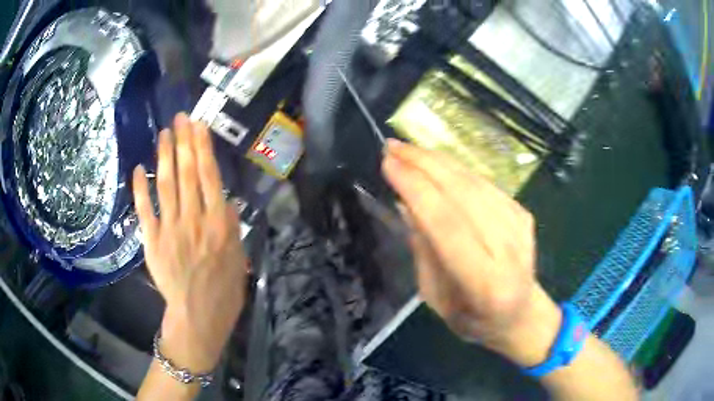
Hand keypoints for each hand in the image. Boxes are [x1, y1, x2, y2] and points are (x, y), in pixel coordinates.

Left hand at [132, 113, 247, 371]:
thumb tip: (225, 201)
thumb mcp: (238, 259)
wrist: (198, 316)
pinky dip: (140, 188)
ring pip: (166, 185)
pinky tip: (139, 168)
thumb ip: (231, 227)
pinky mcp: (152, 241)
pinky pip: (144, 210)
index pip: (209, 177)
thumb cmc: (223, 290)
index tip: (198, 125)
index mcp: (219, 224)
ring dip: (164, 156)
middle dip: (183, 142)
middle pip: (187, 174)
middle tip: (180, 117)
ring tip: (164, 132)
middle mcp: (194, 220)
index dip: (203, 148)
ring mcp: (171, 229)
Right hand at [382, 139, 559, 364]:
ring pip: (474, 181)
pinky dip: (457, 169)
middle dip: (424, 163)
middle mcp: (508, 249)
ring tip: (409, 149)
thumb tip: (408, 202)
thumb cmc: (473, 319)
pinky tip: (437, 164)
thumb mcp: (436, 299)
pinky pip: (485, 183)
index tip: (388, 164)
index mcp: (486, 282)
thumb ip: (424, 250)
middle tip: (393, 146)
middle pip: (463, 193)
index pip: (447, 224)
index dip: (416, 188)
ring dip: (438, 160)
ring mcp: (520, 226)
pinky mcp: (523, 213)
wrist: (522, 315)